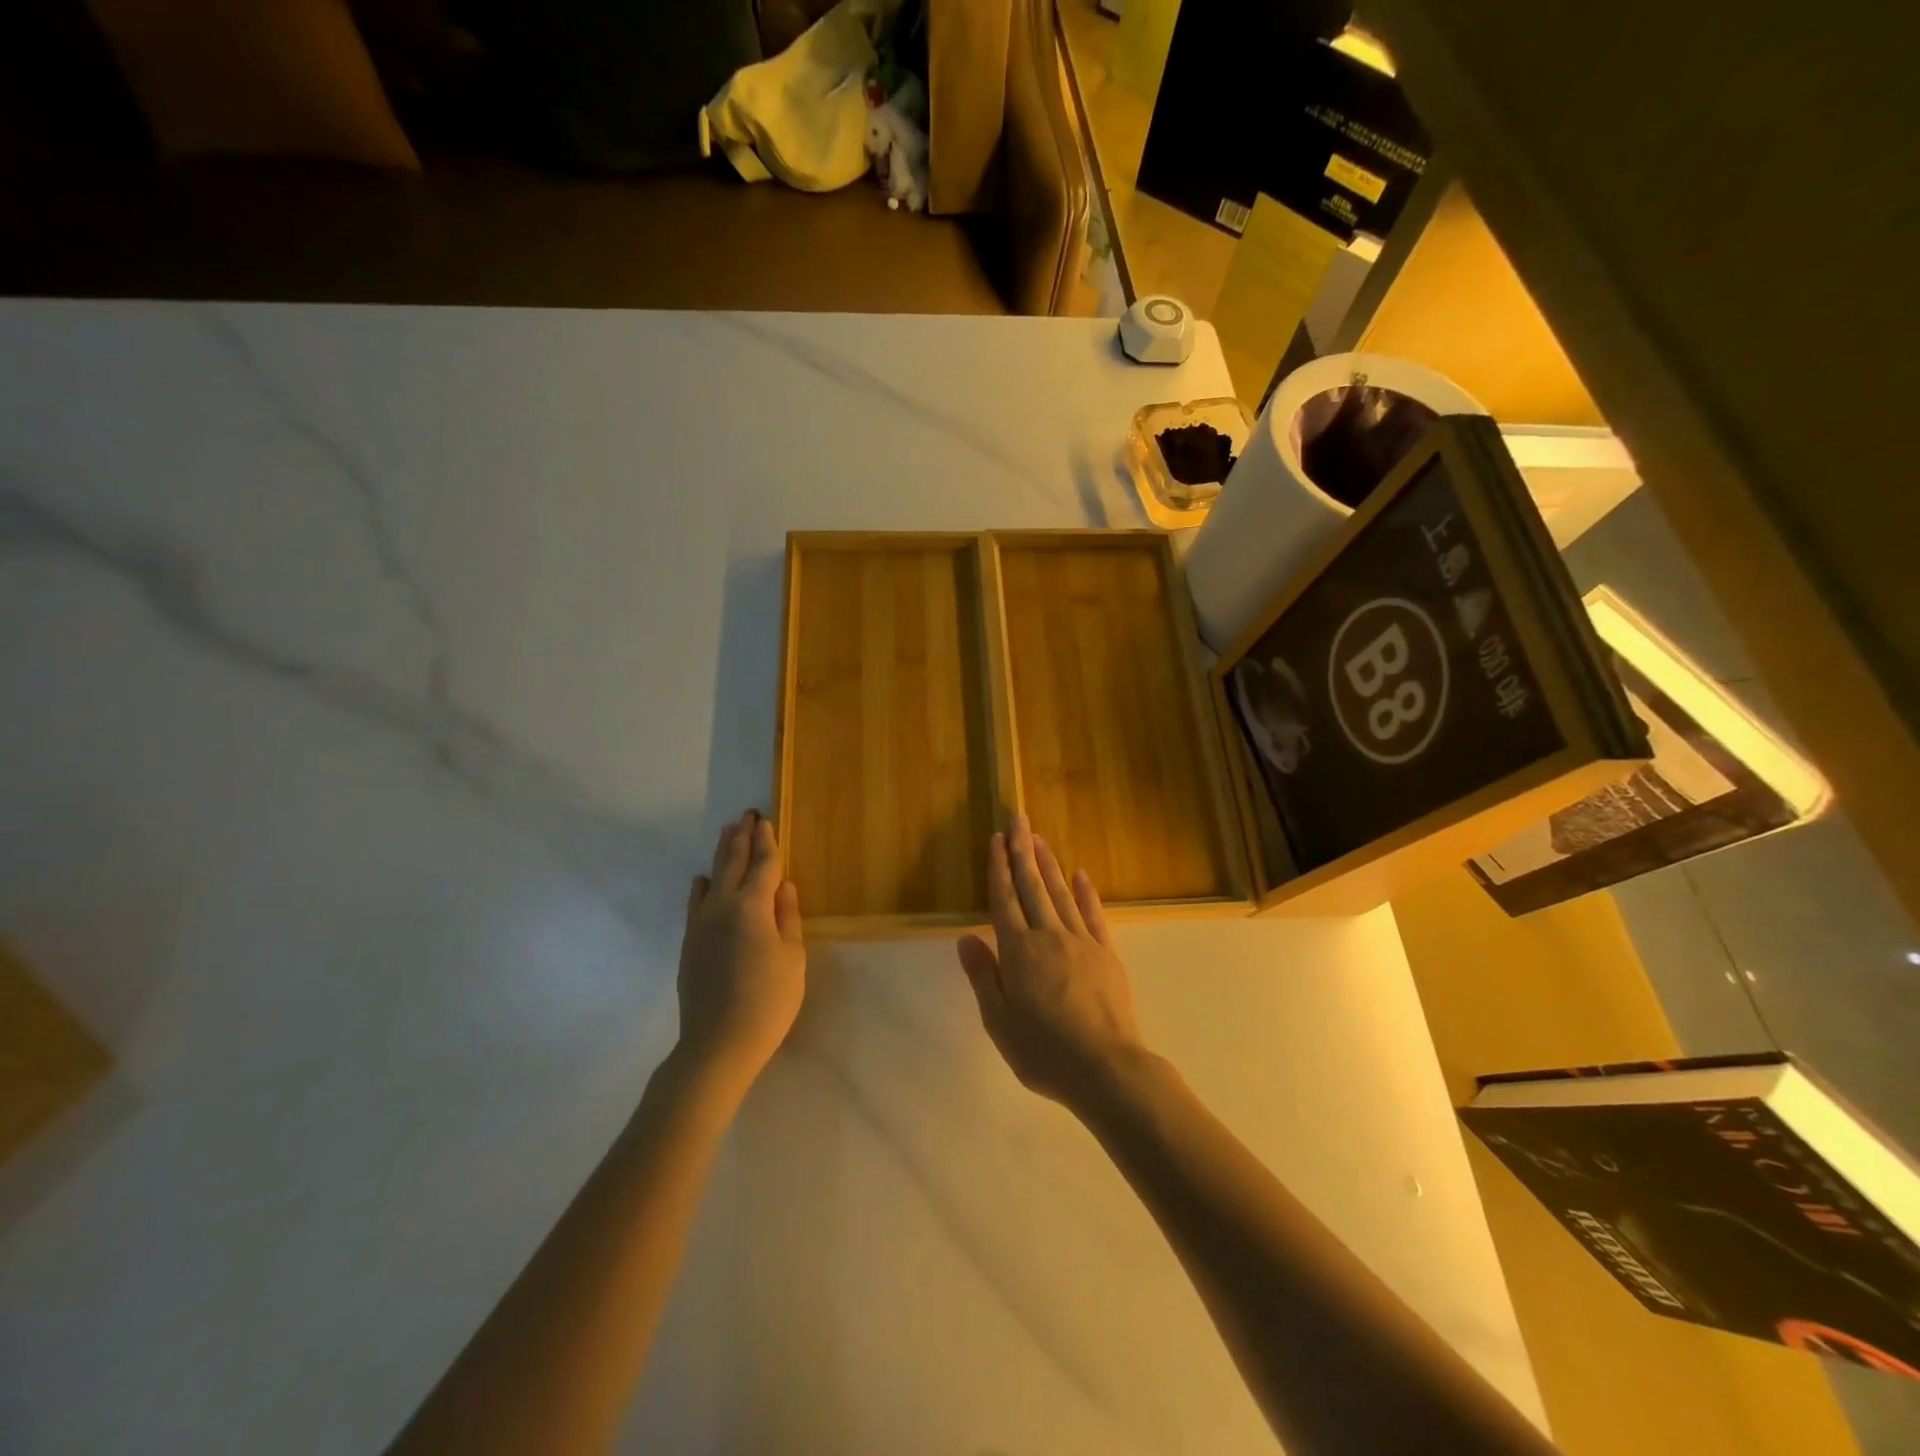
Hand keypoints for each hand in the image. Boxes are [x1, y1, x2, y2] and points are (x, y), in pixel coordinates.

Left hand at [676, 810, 805, 1087]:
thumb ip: (788, 917)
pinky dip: (701, 886)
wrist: (718, 1043)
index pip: (762, 865)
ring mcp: (701, 924)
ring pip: (712, 878)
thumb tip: (784, 886)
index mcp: (752, 907)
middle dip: (741, 837)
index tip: (765, 820)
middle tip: (746, 815)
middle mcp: (722, 906)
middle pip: (732, 863)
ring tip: (727, 832)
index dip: (766, 842)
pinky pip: (695, 903)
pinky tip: (703, 880)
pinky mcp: (690, 943)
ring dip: (721, 853)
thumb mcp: (792, 958)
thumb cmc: (768, 1000)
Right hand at [956, 815, 1148, 1112]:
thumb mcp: (999, 1021)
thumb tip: (965, 937)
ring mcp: (1081, 941)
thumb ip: (983, 976)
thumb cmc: (1043, 1050)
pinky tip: (1080, 875)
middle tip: (1018, 819)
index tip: (996, 839)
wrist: (1105, 1067)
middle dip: (1022, 850)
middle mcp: (1048, 935)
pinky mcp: (1106, 953)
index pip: (1004, 899)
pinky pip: (1093, 914)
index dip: (999, 868)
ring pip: (1060, 893)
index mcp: (1018, 951)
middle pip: (1032, 885)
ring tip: (1039, 838)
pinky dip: (1085, 892)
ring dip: (1048, 864)